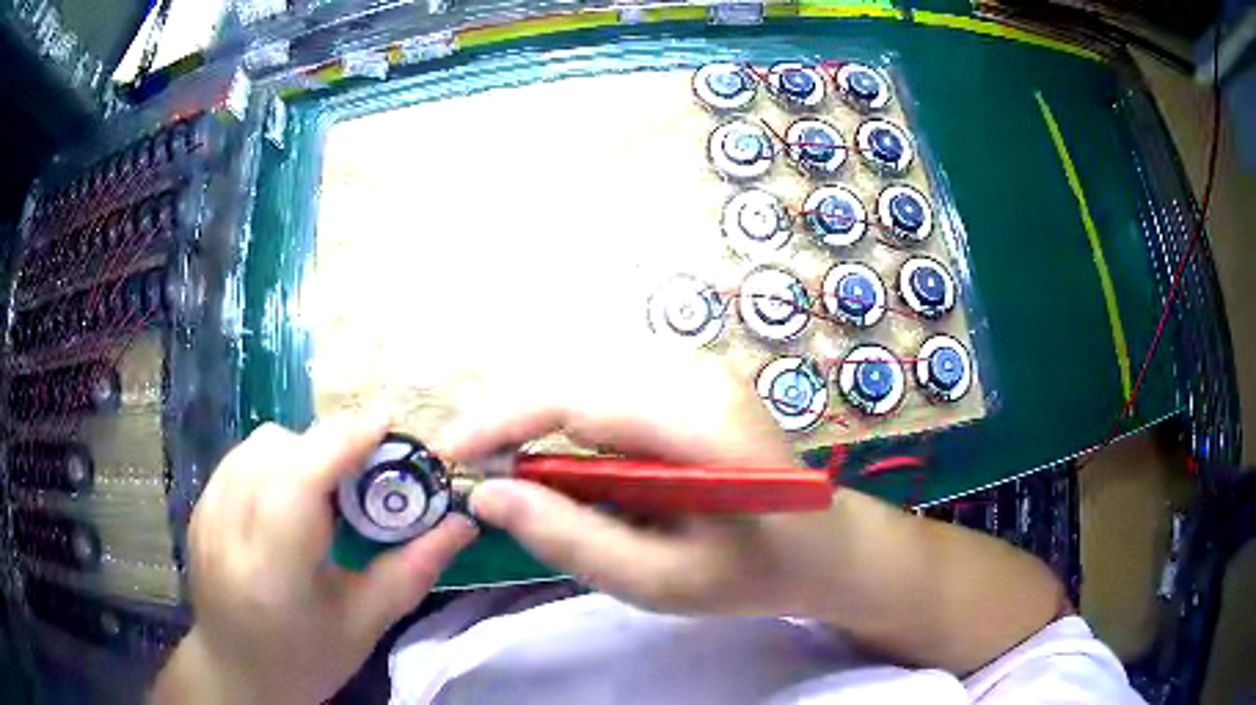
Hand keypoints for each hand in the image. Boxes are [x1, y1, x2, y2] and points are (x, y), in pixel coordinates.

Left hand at [154, 413, 477, 704]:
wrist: (236, 672)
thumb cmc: (306, 659)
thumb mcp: (365, 625)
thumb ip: (412, 570)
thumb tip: (462, 523)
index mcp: (273, 571)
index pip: (300, 481)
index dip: (343, 441)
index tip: (388, 420)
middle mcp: (229, 530)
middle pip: (279, 450)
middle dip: (328, 447)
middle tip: (365, 473)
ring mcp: (206, 513)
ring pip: (258, 445)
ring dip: (301, 451)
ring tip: (326, 489)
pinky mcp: (199, 506)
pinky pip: (241, 457)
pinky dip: (275, 461)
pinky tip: (289, 499)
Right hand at [439, 343, 817, 616]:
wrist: (822, 545)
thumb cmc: (751, 572)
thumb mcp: (658, 580)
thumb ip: (570, 539)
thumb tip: (489, 496)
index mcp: (698, 421)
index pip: (572, 397)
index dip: (500, 421)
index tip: (450, 455)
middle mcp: (696, 374)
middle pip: (573, 379)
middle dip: (515, 423)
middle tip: (484, 476)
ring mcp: (698, 369)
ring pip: (586, 378)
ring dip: (543, 424)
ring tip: (525, 477)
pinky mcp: (693, 378)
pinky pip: (610, 388)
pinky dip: (574, 423)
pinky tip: (576, 466)